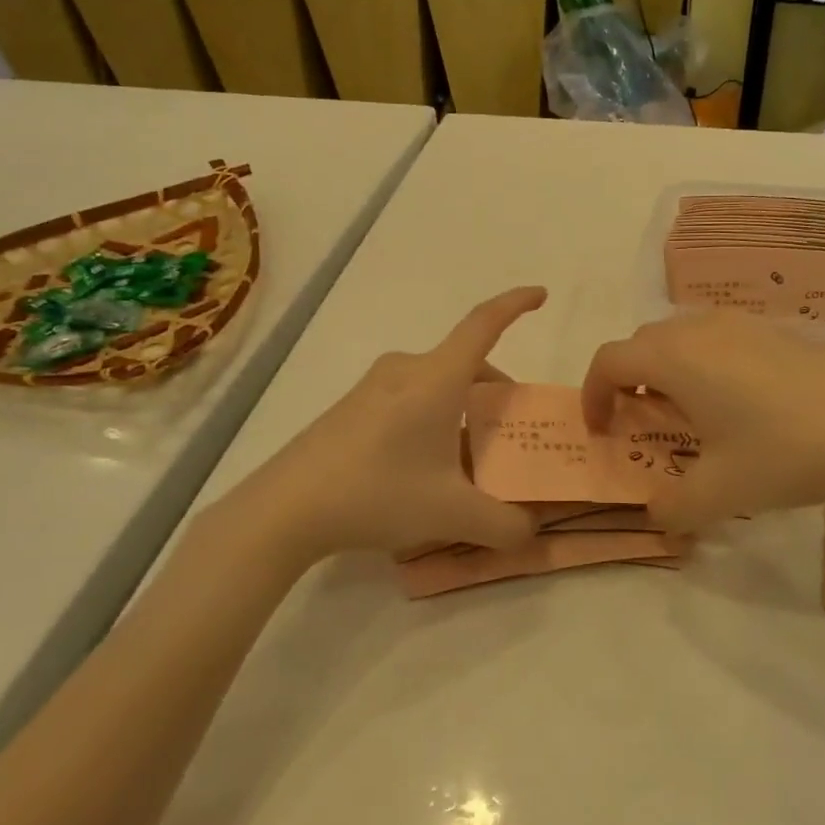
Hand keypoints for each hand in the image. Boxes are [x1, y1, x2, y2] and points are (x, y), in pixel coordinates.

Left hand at [208, 287, 546, 570]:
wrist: (284, 509)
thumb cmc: (377, 493)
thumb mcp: (451, 514)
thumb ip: (503, 524)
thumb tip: (530, 531)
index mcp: (436, 378)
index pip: (484, 324)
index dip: (515, 304)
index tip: (541, 293)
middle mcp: (406, 370)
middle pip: (465, 363)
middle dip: (496, 391)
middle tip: (511, 429)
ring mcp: (373, 387)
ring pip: (436, 383)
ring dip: (463, 408)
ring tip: (470, 457)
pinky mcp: (351, 408)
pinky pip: (409, 398)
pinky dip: (433, 417)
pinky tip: (425, 466)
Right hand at [581, 311, 824, 532]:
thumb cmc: (784, 452)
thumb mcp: (719, 494)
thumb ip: (672, 509)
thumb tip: (657, 517)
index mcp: (675, 358)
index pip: (609, 360)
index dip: (592, 394)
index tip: (601, 431)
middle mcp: (701, 329)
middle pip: (643, 343)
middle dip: (628, 381)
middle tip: (641, 424)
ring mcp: (743, 324)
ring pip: (682, 337)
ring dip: (668, 370)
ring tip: (689, 415)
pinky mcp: (776, 331)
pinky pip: (719, 339)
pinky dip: (706, 364)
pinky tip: (739, 406)